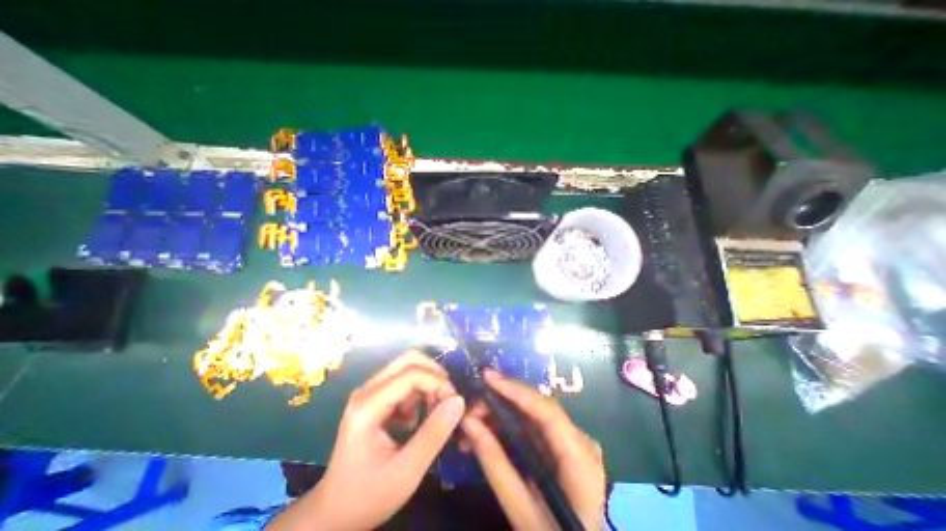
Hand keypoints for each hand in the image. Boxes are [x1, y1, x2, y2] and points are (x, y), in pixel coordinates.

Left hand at [266, 351, 463, 528]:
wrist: (334, 513)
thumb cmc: (368, 496)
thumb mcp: (406, 472)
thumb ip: (434, 434)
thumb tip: (459, 401)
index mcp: (368, 406)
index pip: (410, 374)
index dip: (437, 382)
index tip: (454, 402)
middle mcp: (366, 390)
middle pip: (408, 360)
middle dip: (434, 374)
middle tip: (447, 398)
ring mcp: (369, 392)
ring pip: (407, 367)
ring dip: (426, 383)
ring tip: (432, 412)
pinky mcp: (373, 397)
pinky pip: (402, 380)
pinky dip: (417, 392)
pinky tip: (415, 419)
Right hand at [461, 369, 604, 530]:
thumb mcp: (520, 510)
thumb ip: (494, 463)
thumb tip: (468, 422)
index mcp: (580, 460)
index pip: (547, 412)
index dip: (516, 390)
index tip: (487, 376)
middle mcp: (581, 441)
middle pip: (538, 408)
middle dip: (501, 402)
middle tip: (471, 409)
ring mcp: (574, 442)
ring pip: (533, 414)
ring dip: (502, 414)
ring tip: (473, 422)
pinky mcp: (564, 446)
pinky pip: (534, 426)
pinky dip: (510, 426)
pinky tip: (489, 430)